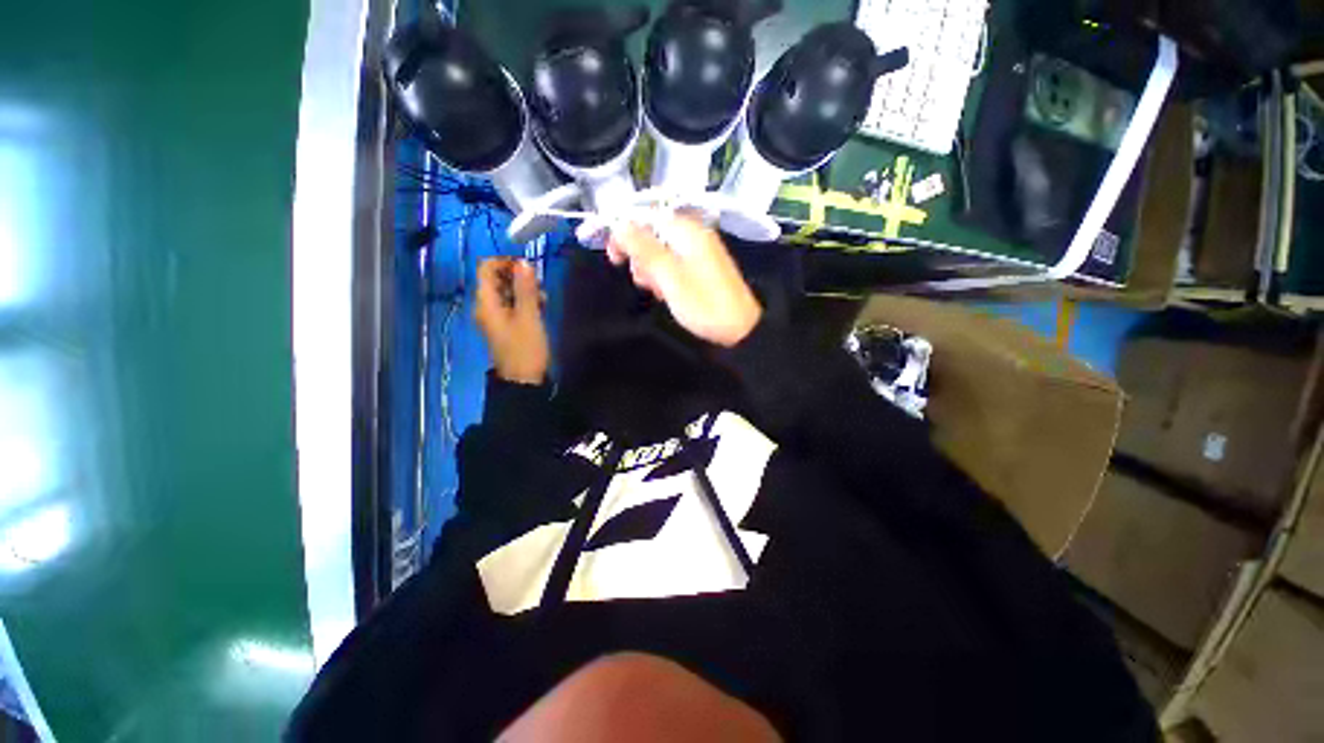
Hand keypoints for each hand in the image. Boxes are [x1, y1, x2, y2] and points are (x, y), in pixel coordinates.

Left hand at [475, 258, 549, 384]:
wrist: (523, 381)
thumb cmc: (525, 349)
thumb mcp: (529, 318)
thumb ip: (526, 290)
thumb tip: (523, 262)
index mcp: (486, 303)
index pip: (486, 268)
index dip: (505, 262)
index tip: (528, 268)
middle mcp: (485, 306)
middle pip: (496, 279)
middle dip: (517, 276)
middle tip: (539, 284)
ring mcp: (494, 317)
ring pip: (505, 291)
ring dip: (523, 289)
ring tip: (544, 298)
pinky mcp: (504, 325)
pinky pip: (510, 304)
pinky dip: (523, 301)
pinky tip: (540, 307)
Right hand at [607, 215, 761, 346]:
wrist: (739, 328)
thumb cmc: (703, 303)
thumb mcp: (669, 276)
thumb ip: (643, 248)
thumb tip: (619, 224)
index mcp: (687, 230)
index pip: (646, 216)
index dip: (626, 232)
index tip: (614, 257)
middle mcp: (694, 235)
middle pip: (652, 234)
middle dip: (641, 257)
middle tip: (645, 281)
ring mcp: (699, 252)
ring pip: (661, 252)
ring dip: (652, 270)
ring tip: (659, 292)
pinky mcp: (701, 268)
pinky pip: (674, 264)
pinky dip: (665, 277)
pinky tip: (668, 294)